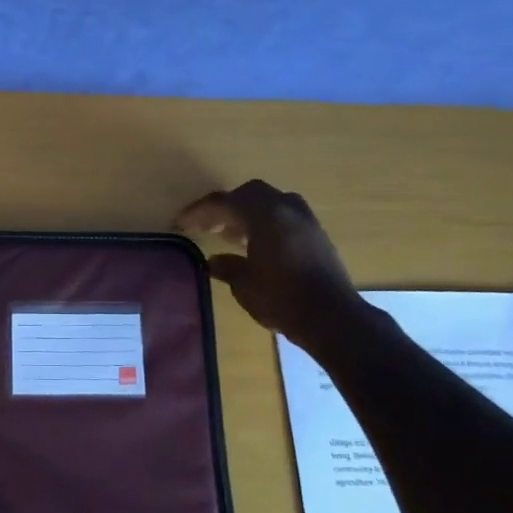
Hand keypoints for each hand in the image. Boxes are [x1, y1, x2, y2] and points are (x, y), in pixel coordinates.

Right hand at [174, 180, 367, 355]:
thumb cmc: (282, 298)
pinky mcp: (317, 236)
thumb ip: (227, 267)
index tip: (180, 223)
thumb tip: (214, 261)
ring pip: (271, 203)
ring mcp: (306, 220)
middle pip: (250, 194)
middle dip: (226, 207)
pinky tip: (257, 245)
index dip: (199, 212)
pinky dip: (266, 223)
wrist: (332, 318)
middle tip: (208, 226)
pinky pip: (285, 216)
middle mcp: (287, 208)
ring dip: (248, 213)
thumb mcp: (244, 284)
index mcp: (265, 214)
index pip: (224, 202)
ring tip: (231, 235)